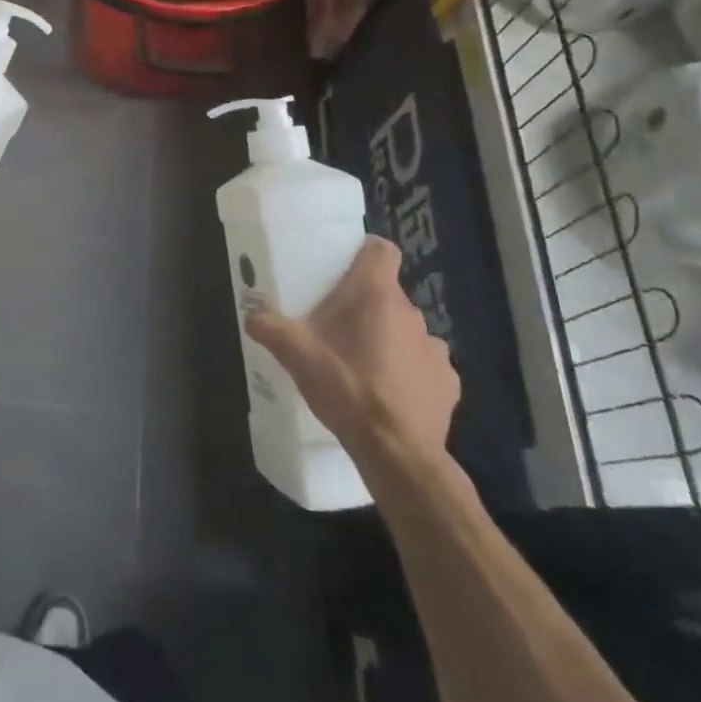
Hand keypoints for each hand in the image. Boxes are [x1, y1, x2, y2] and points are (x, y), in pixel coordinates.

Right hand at [246, 237, 457, 463]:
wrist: (396, 451)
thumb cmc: (345, 387)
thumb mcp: (295, 355)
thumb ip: (270, 328)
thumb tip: (252, 316)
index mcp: (375, 294)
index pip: (382, 250)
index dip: (366, 252)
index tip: (346, 266)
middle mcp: (411, 313)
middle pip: (388, 294)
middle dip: (366, 306)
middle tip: (338, 328)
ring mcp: (435, 348)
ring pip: (407, 331)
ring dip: (390, 340)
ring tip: (365, 366)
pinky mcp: (448, 383)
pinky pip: (426, 366)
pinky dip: (410, 373)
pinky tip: (391, 395)